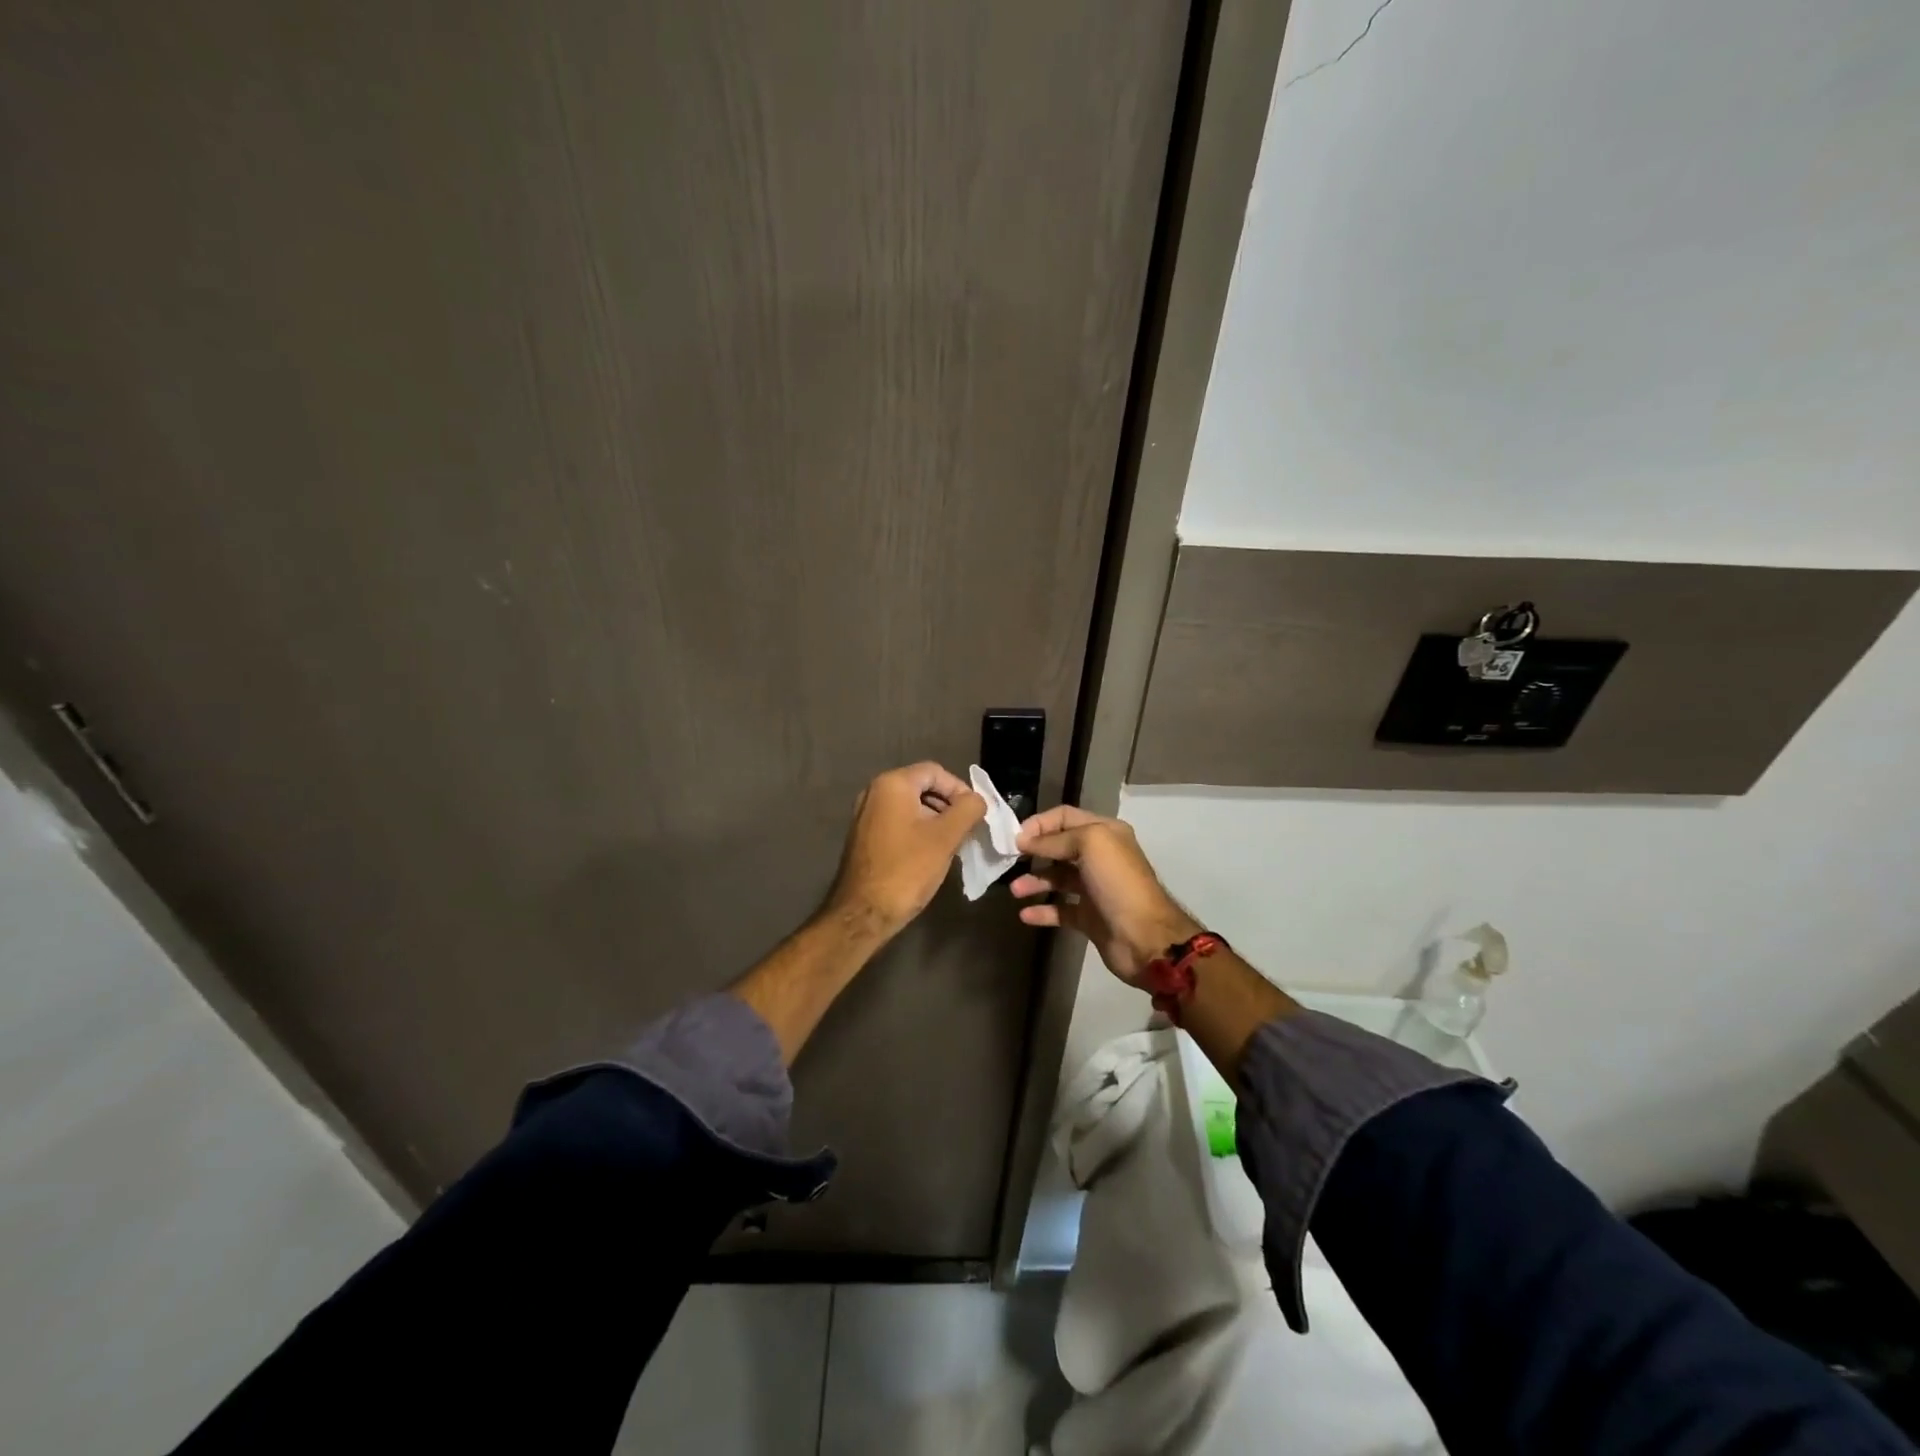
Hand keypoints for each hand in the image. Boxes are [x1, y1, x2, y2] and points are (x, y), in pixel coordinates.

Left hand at [821, 762, 985, 938]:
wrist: (864, 913)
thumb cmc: (907, 870)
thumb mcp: (946, 837)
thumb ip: (968, 810)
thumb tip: (977, 800)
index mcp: (892, 784)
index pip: (935, 772)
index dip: (960, 789)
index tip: (976, 814)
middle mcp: (874, 792)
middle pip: (922, 787)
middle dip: (948, 805)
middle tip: (968, 829)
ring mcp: (866, 815)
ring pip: (910, 806)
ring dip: (935, 819)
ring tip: (953, 844)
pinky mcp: (864, 836)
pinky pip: (898, 822)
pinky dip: (918, 831)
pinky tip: (931, 854)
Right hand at [1011, 805, 1200, 984]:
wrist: (1144, 937)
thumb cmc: (1118, 883)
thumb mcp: (1090, 845)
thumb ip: (1055, 840)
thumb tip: (1023, 840)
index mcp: (1105, 833)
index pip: (1065, 817)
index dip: (1040, 823)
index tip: (1016, 837)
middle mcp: (1100, 857)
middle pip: (1060, 847)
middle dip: (1034, 852)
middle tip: (1010, 861)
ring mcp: (1095, 888)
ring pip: (1058, 878)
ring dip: (1035, 881)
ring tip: (1016, 890)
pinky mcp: (1089, 916)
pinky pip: (1060, 909)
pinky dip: (1042, 911)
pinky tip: (1025, 914)